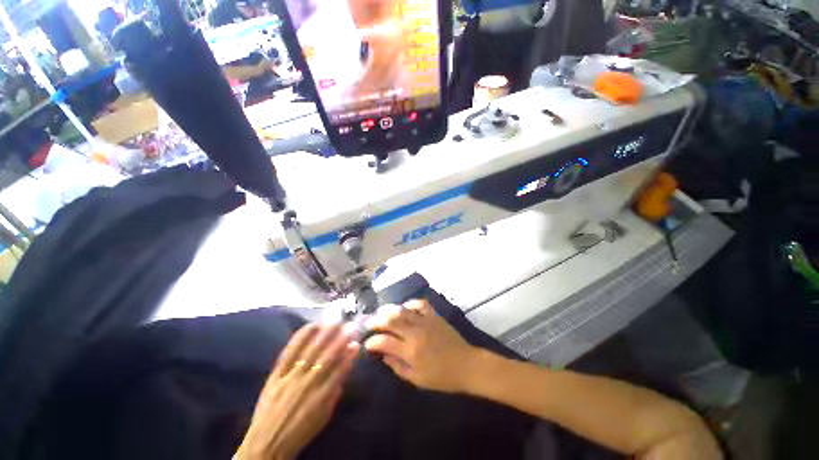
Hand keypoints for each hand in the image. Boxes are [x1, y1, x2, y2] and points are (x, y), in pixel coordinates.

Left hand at [236, 323, 358, 459]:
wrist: (266, 443)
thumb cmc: (300, 431)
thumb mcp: (324, 415)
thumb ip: (335, 390)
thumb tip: (346, 366)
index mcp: (320, 397)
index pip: (339, 370)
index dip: (349, 355)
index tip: (356, 342)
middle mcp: (306, 384)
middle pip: (326, 356)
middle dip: (340, 339)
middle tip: (350, 325)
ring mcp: (290, 377)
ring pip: (310, 351)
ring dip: (324, 334)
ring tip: (334, 321)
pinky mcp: (276, 375)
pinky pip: (289, 352)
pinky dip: (300, 338)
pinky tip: (310, 326)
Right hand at [363, 300, 478, 392]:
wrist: (466, 365)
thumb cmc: (442, 377)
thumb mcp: (417, 379)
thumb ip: (397, 366)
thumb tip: (383, 355)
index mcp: (411, 351)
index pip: (384, 342)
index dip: (372, 342)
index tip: (367, 344)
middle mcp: (416, 333)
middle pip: (391, 320)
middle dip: (376, 320)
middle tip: (369, 322)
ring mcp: (426, 321)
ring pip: (403, 310)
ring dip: (389, 309)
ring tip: (382, 311)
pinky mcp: (434, 315)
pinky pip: (420, 304)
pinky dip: (411, 303)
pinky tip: (405, 307)